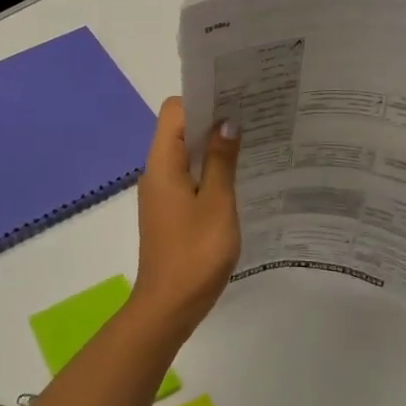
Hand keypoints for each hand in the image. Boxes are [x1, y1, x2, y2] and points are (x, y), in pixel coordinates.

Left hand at [130, 97, 240, 339]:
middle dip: (211, 119)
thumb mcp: (217, 204)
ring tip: (249, 141)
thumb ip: (220, 161)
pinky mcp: (169, 210)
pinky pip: (187, 176)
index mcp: (162, 164)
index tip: (234, 98)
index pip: (174, 111)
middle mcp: (156, 172)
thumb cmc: (195, 254)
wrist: (168, 307)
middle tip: (250, 115)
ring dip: (210, 145)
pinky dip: (207, 169)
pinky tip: (235, 177)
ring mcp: (161, 192)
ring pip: (184, 153)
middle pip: (178, 129)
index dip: (201, 99)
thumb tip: (226, 122)